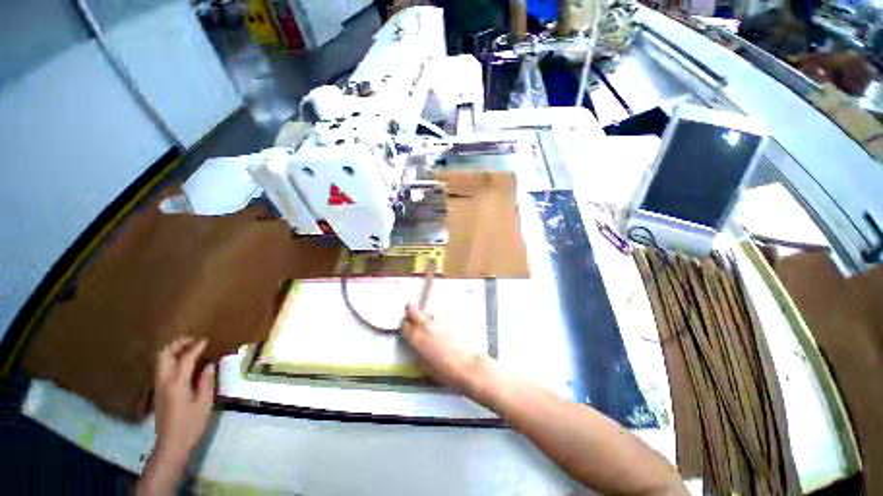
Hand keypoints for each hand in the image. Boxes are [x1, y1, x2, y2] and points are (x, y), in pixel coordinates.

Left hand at [153, 337, 214, 463]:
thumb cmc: (191, 425)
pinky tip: (182, 365)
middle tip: (191, 340)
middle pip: (164, 357)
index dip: (195, 348)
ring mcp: (159, 388)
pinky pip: (162, 370)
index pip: (185, 359)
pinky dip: (171, 361)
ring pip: (160, 363)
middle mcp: (164, 382)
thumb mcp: (204, 403)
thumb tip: (208, 365)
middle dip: (176, 345)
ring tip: (187, 349)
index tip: (206, 340)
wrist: (171, 446)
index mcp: (176, 384)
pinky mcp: (159, 394)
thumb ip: (206, 382)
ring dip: (172, 352)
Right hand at [402, 303, 493, 394]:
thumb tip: (416, 344)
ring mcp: (439, 320)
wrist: (469, 366)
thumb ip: (417, 350)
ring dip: (426, 318)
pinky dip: (439, 323)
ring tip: (432, 330)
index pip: (403, 324)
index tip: (406, 331)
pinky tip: (445, 332)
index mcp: (416, 337)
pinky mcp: (451, 319)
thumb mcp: (423, 365)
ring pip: (427, 313)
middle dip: (410, 313)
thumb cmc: (445, 372)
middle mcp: (425, 324)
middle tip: (413, 320)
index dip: (404, 327)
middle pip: (412, 310)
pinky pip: (440, 318)